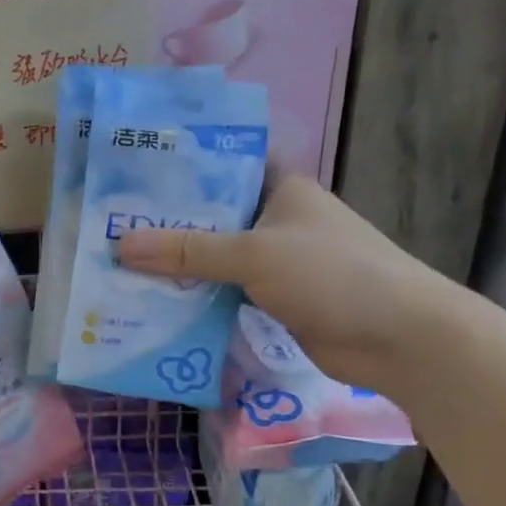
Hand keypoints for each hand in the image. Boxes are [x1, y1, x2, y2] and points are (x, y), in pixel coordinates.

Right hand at [115, 167, 466, 394]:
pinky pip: (219, 290)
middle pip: (207, 216)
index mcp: (279, 189)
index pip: (221, 166)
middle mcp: (273, 219)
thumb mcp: (254, 254)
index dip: (177, 170)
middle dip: (162, 224)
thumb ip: (187, 250)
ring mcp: (272, 261)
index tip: (128, 176)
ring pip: (210, 257)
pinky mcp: (269, 297)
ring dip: (172, 265)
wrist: (399, 339)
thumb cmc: (333, 275)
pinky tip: (150, 300)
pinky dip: (190, 295)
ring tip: (115, 263)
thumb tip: (120, 245)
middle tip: (106, 225)